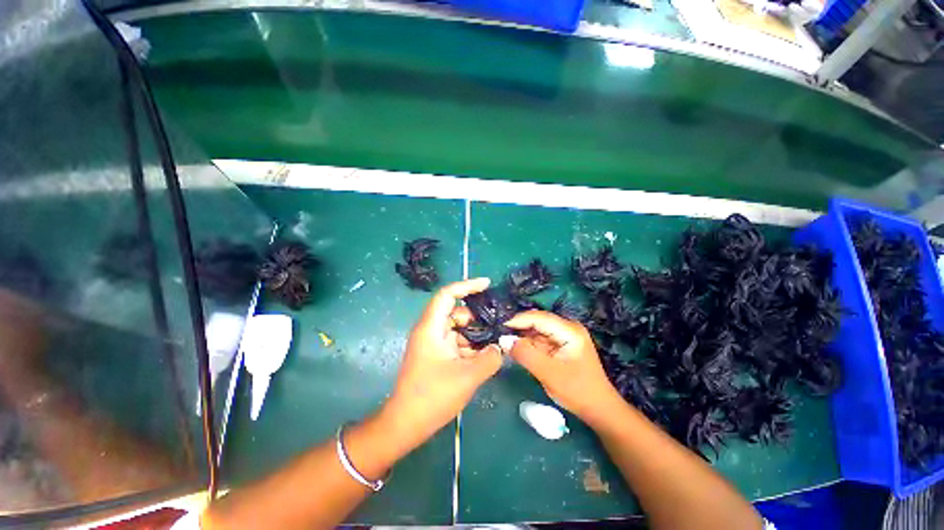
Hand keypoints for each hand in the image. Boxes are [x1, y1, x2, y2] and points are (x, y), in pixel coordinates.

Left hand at [381, 278, 502, 449]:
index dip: (467, 285)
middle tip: (498, 323)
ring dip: (475, 333)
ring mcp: (433, 343)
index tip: (487, 284)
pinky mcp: (436, 354)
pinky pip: (456, 341)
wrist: (406, 424)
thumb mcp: (467, 377)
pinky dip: (470, 345)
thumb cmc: (432, 397)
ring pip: (458, 328)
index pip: (447, 295)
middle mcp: (430, 330)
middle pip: (455, 312)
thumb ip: (490, 358)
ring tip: (495, 341)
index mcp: (431, 327)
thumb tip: (501, 347)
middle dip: (477, 316)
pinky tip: (485, 355)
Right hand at [505, 310, 621, 422]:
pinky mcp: (561, 346)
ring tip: (505, 344)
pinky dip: (529, 346)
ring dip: (523, 338)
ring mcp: (565, 337)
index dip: (518, 320)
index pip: (539, 318)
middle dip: (519, 329)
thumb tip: (503, 340)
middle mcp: (567, 328)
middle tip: (499, 336)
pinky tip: (517, 351)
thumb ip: (526, 355)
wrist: (599, 410)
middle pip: (538, 322)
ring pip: (537, 332)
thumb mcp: (549, 374)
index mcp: (569, 330)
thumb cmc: (578, 391)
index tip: (499, 327)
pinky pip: (541, 341)